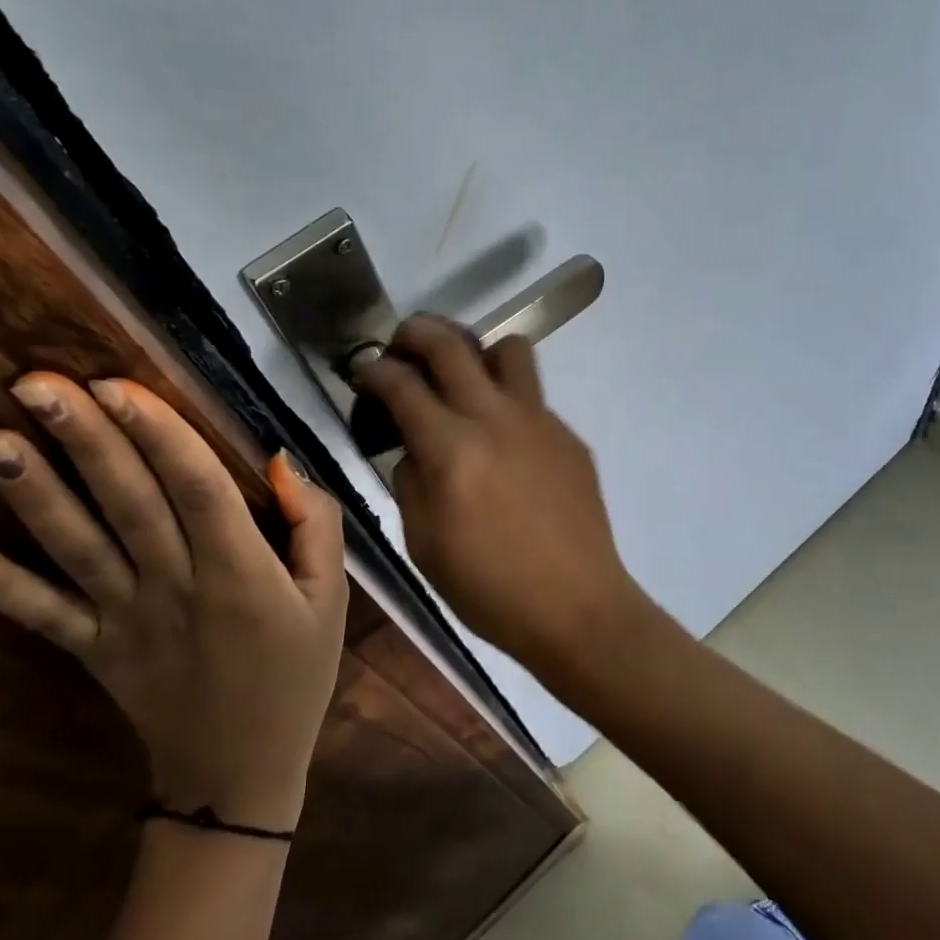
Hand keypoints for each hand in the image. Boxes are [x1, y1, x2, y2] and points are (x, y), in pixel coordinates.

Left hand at [0, 373, 347, 829]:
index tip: (119, 384)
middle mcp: (176, 587)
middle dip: (85, 441)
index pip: (198, 489)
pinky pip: (40, 616)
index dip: (160, 435)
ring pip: (77, 548)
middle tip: (37, 383)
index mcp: (242, 572)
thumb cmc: (296, 674)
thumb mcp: (333, 599)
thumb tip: (279, 463)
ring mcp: (125, 621)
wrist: (239, 774)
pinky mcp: (92, 651)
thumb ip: (318, 525)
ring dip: (33, 495)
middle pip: (129, 504)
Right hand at [352, 316, 649, 677]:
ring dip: (475, 353)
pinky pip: (533, 396)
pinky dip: (507, 401)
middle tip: (401, 345)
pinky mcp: (569, 435)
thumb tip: (414, 445)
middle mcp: (495, 419)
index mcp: (451, 450)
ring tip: (463, 380)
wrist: (577, 607)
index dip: (372, 369)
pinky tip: (504, 442)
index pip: (400, 383)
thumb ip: (410, 479)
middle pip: (450, 343)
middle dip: (415, 332)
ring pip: (507, 348)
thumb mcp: (423, 543)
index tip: (363, 369)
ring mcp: (540, 421)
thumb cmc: (489, 588)